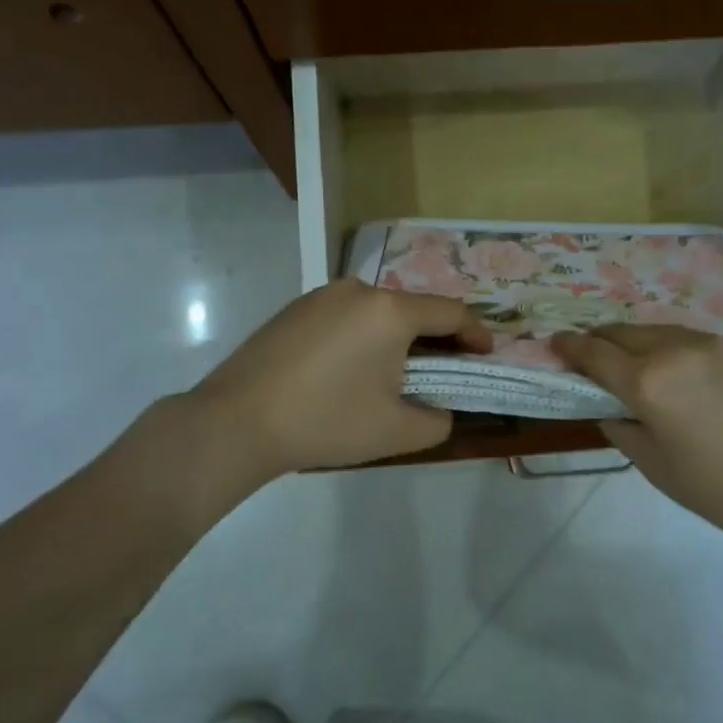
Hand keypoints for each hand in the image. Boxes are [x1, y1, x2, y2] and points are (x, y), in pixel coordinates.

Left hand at [190, 278, 490, 478]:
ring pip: (376, 312)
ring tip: (395, 373)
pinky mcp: (293, 309)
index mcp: (390, 312)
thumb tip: (440, 409)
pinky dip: (362, 337)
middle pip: (412, 309)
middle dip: (435, 338)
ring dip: (396, 337)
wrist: (236, 423)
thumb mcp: (397, 431)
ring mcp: (320, 296)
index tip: (485, 354)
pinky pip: (345, 317)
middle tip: (443, 370)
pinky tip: (350, 370)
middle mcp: (358, 290)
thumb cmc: (327, 423)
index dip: (475, 333)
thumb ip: (438, 420)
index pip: (450, 313)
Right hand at [550, 324, 722, 544]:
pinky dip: (668, 346)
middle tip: (588, 355)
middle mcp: (676, 349)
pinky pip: (689, 338)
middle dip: (599, 340)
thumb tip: (611, 408)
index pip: (595, 354)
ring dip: (634, 341)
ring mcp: (712, 343)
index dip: (570, 348)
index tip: (554, 344)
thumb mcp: (655, 466)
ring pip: (657, 330)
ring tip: (629, 360)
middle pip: (623, 333)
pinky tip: (674, 368)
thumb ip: (622, 428)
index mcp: (648, 381)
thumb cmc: (719, 487)